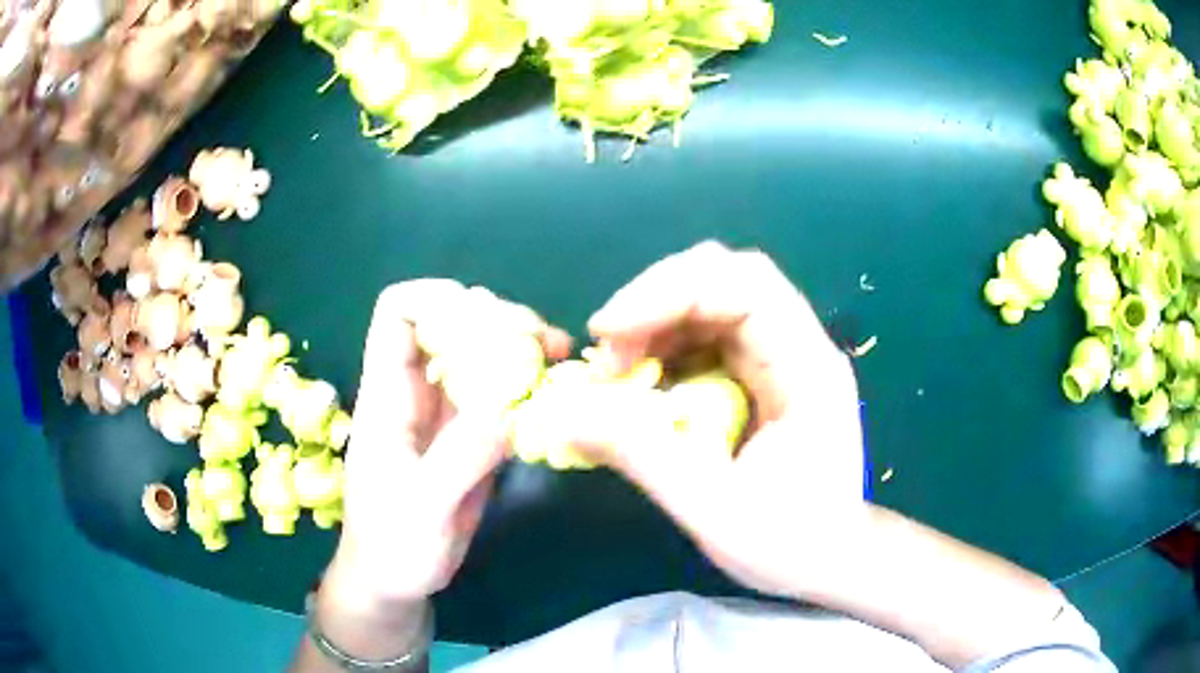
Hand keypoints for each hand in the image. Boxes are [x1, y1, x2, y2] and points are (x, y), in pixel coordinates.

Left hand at [326, 280, 570, 606]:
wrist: (394, 579)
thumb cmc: (392, 545)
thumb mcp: (422, 507)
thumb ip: (461, 457)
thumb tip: (511, 407)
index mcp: (386, 395)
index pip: (396, 314)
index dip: (436, 297)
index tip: (487, 315)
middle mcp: (415, 392)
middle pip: (449, 324)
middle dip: (496, 320)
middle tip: (545, 343)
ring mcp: (444, 413)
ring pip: (479, 355)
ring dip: (519, 348)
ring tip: (560, 359)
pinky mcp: (469, 436)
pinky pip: (499, 394)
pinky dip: (527, 385)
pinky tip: (555, 394)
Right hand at [550, 241, 867, 598]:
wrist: (829, 559)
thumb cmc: (788, 543)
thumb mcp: (712, 510)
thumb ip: (642, 456)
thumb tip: (565, 415)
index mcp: (808, 369)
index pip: (747, 287)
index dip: (671, 292)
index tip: (607, 331)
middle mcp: (799, 347)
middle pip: (726, 278)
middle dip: (655, 300)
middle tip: (606, 350)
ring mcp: (782, 357)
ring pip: (713, 301)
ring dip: (654, 322)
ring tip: (614, 371)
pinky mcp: (763, 374)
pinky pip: (707, 335)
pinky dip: (664, 346)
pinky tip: (641, 381)